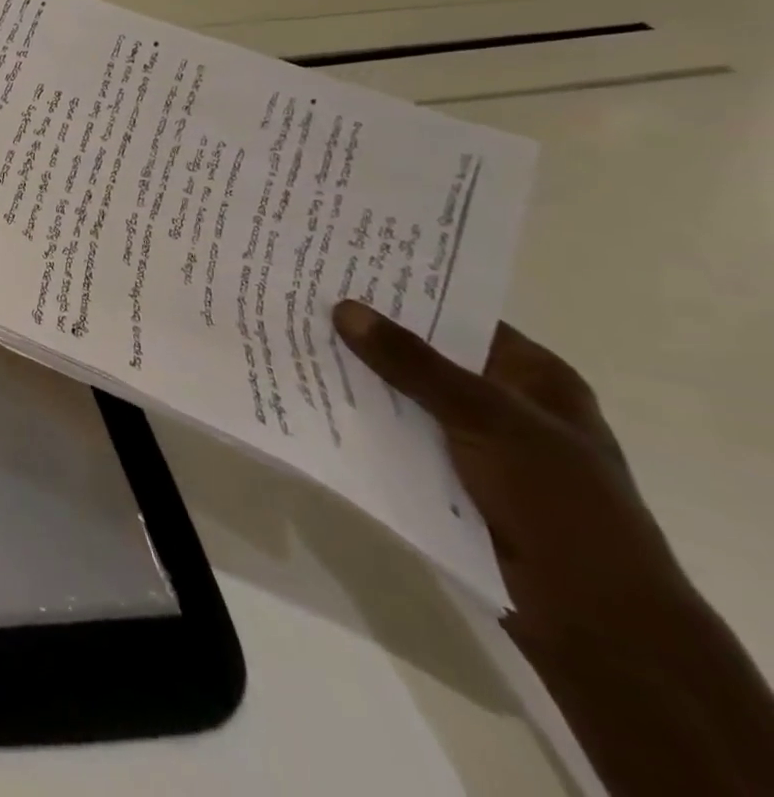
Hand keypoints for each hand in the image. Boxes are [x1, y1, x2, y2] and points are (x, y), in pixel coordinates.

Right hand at [332, 301, 689, 659]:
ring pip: (404, 396)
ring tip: (295, 342)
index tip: (344, 270)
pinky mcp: (446, 476)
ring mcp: (474, 442)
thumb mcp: (488, 418)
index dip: (406, 294)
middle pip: (425, 355)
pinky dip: (362, 420)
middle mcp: (503, 401)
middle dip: (370, 336)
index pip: (459, 316)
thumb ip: (414, 363)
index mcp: (532, 376)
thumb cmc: (558, 500)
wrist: (592, 617)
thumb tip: (344, 308)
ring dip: (359, 379)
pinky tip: (314, 398)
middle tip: (304, 301)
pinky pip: (396, 434)